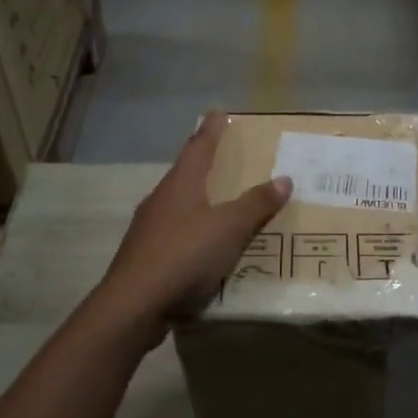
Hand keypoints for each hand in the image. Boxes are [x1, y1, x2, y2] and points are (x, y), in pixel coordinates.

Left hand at [92, 113, 290, 343]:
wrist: (133, 305)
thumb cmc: (184, 255)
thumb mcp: (229, 228)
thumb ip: (256, 204)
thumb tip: (284, 178)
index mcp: (180, 184)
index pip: (199, 147)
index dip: (212, 129)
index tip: (219, 111)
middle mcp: (161, 199)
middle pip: (185, 173)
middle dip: (204, 163)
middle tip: (225, 157)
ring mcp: (149, 229)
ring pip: (178, 204)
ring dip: (199, 199)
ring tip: (221, 202)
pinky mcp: (146, 256)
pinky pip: (176, 234)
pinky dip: (193, 231)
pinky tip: (204, 246)